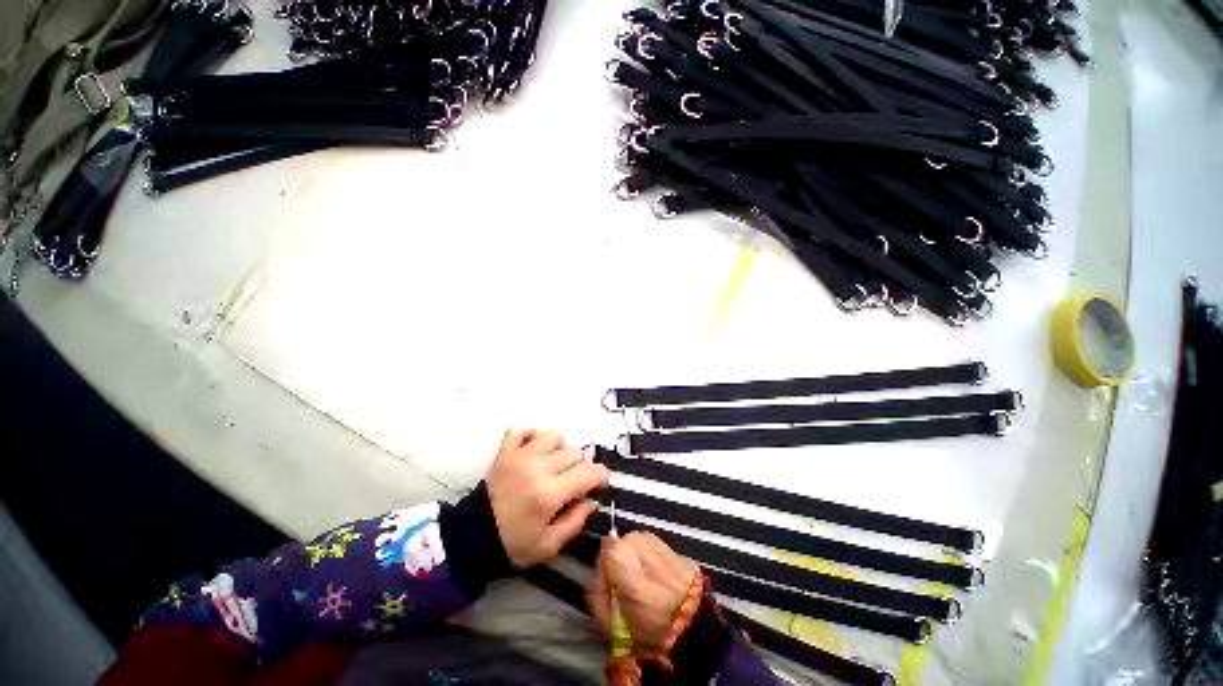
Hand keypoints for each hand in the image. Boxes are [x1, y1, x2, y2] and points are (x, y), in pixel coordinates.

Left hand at [487, 428, 609, 568]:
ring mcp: (520, 456)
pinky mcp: (505, 452)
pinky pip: (522, 429)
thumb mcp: (549, 545)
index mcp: (549, 494)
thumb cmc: (513, 544)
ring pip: (554, 436)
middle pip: (574, 452)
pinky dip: (531, 435)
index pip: (588, 472)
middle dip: (580, 467)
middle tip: (572, 482)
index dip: (601, 475)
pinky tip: (534, 449)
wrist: (472, 537)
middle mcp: (537, 468)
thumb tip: (593, 500)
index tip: (600, 483)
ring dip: (559, 449)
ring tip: (553, 464)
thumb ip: (576, 521)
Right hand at [587, 532, 699, 654]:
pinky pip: (651, 547)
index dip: (603, 572)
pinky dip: (649, 560)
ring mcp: (657, 540)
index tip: (610, 591)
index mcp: (622, 558)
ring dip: (634, 560)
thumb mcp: (614, 625)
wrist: (698, 626)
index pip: (603, 551)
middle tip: (626, 590)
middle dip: (618, 564)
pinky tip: (656, 579)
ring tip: (643, 585)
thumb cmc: (654, 629)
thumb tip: (594, 581)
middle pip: (618, 545)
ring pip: (634, 544)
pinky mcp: (671, 545)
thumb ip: (597, 599)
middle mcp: (638, 541)